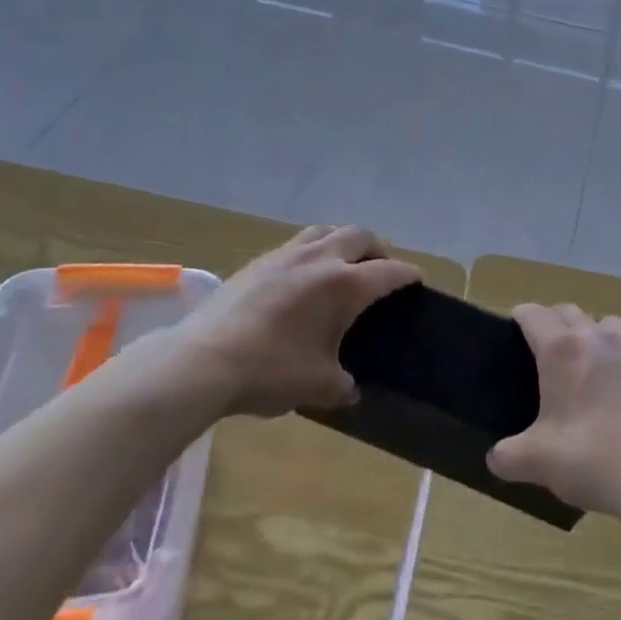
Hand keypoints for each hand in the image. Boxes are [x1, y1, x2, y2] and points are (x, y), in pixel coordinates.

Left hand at [176, 225, 419, 417]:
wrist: (203, 360)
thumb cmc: (270, 371)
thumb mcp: (317, 386)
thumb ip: (342, 384)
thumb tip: (350, 389)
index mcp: (344, 285)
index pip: (387, 272)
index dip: (407, 274)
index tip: (416, 279)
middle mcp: (319, 259)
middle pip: (359, 235)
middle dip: (376, 249)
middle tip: (379, 269)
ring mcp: (285, 255)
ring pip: (325, 230)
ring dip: (342, 241)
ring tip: (342, 263)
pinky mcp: (258, 261)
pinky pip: (296, 243)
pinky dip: (312, 250)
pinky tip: (302, 275)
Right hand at [488, 304, 620, 516]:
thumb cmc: (592, 460)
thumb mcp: (539, 462)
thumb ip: (509, 456)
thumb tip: (496, 458)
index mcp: (562, 350)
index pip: (533, 314)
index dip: (519, 318)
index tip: (512, 334)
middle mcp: (598, 338)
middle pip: (569, 311)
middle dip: (554, 324)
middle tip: (545, 356)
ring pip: (608, 325)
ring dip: (593, 336)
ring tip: (589, 369)